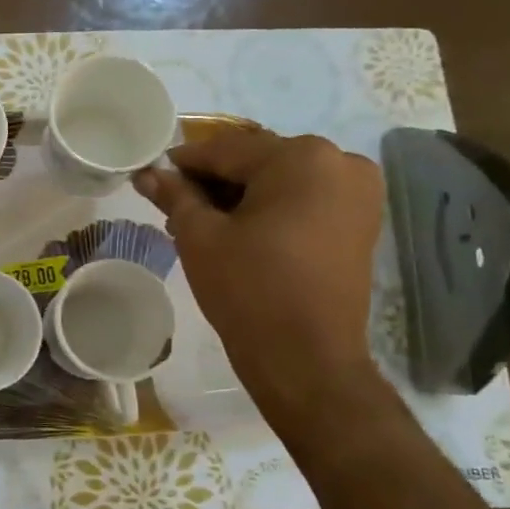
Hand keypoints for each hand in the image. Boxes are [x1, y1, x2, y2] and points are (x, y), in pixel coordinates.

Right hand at [136, 126, 383, 423]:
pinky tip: (241, 230)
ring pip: (281, 179)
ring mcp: (358, 192)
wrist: (306, 359)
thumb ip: (174, 195)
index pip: (226, 149)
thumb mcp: (199, 236)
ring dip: (242, 194)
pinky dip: (272, 207)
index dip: (184, 162)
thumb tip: (147, 173)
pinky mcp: (362, 221)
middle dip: (215, 180)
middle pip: (257, 160)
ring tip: (204, 221)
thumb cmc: (248, 289)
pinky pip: (305, 198)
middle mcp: (339, 162)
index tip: (153, 174)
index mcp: (301, 157)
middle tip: (176, 205)